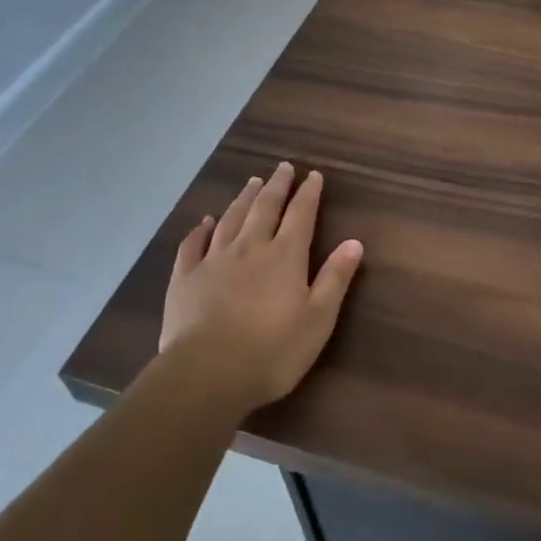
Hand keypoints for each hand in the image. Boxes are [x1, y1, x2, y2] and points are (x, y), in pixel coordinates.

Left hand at [159, 162, 363, 412]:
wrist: (208, 372)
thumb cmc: (272, 350)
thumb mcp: (318, 319)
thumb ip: (335, 278)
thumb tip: (355, 242)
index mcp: (285, 256)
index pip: (301, 214)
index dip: (308, 193)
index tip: (313, 175)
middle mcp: (250, 248)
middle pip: (265, 208)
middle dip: (276, 186)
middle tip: (282, 167)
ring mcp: (213, 260)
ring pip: (230, 219)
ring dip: (243, 199)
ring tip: (252, 182)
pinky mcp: (185, 278)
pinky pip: (193, 244)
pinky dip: (200, 229)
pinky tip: (204, 221)